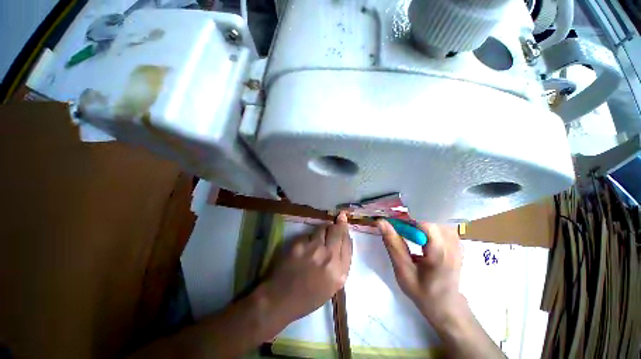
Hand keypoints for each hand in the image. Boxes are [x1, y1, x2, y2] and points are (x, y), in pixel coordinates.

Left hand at [263, 212, 352, 325]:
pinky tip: (306, 245)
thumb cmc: (309, 297)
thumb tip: (344, 241)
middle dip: (339, 224)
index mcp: (340, 272)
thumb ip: (341, 264)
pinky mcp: (300, 244)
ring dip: (324, 228)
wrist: (281, 299)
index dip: (346, 233)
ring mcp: (313, 249)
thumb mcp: (332, 286)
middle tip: (339, 218)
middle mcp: (329, 258)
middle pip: (338, 231)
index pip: (347, 244)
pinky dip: (310, 237)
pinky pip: (309, 234)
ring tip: (322, 232)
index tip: (344, 226)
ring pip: (323, 228)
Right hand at [377, 220, 463, 323]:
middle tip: (396, 219)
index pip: (425, 220)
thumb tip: (381, 222)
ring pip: (435, 216)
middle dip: (411, 213)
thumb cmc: (423, 292)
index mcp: (440, 251)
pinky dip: (425, 221)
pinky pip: (439, 222)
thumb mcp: (403, 271)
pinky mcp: (456, 240)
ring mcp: (457, 240)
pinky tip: (416, 230)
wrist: (447, 306)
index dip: (407, 213)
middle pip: (430, 214)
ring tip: (404, 224)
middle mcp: (452, 242)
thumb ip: (393, 245)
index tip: (392, 215)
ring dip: (418, 217)